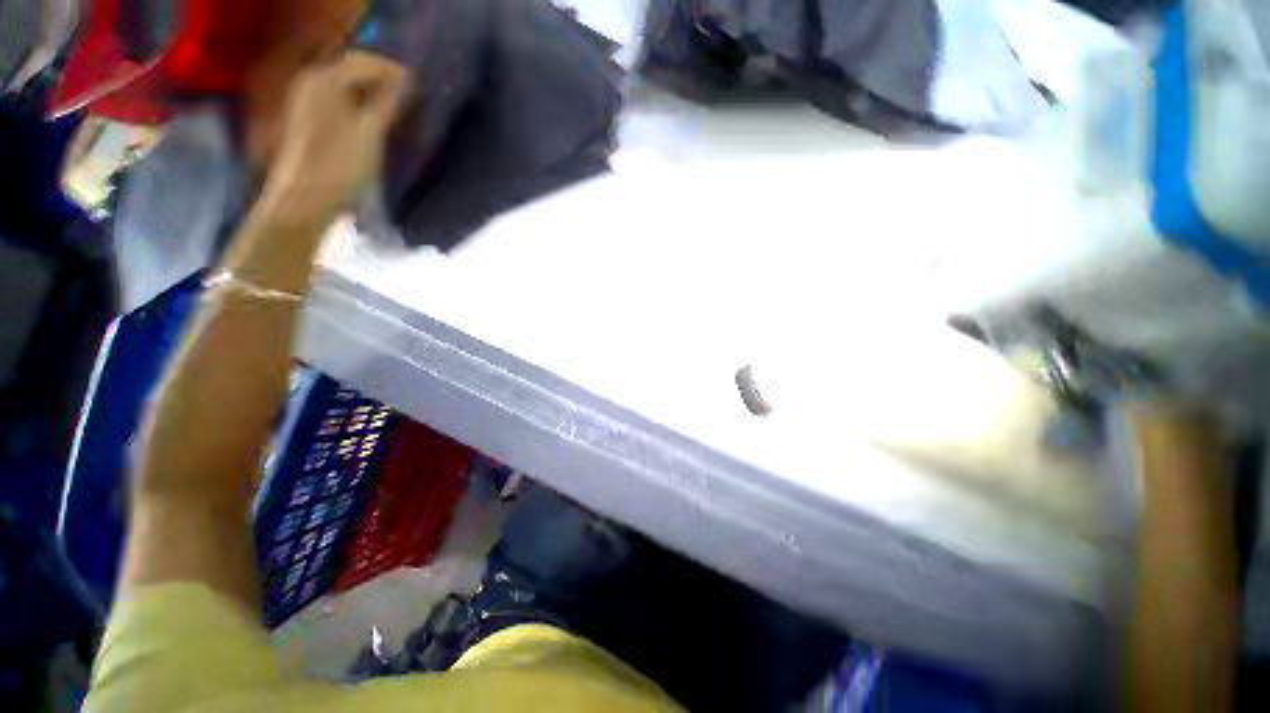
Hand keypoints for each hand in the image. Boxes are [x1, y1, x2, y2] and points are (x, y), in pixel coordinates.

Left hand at [260, 53, 404, 226]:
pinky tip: (376, 122)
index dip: (394, 70)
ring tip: (398, 111)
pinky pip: (340, 101)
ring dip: (373, 95)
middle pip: (354, 70)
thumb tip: (405, 81)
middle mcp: (313, 81)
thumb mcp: (371, 132)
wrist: (305, 199)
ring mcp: (308, 101)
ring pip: (348, 87)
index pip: (365, 61)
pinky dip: (361, 106)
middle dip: (383, 81)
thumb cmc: (340, 165)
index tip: (420, 85)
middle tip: (411, 99)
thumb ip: (388, 102)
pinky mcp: (309, 120)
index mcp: (326, 79)